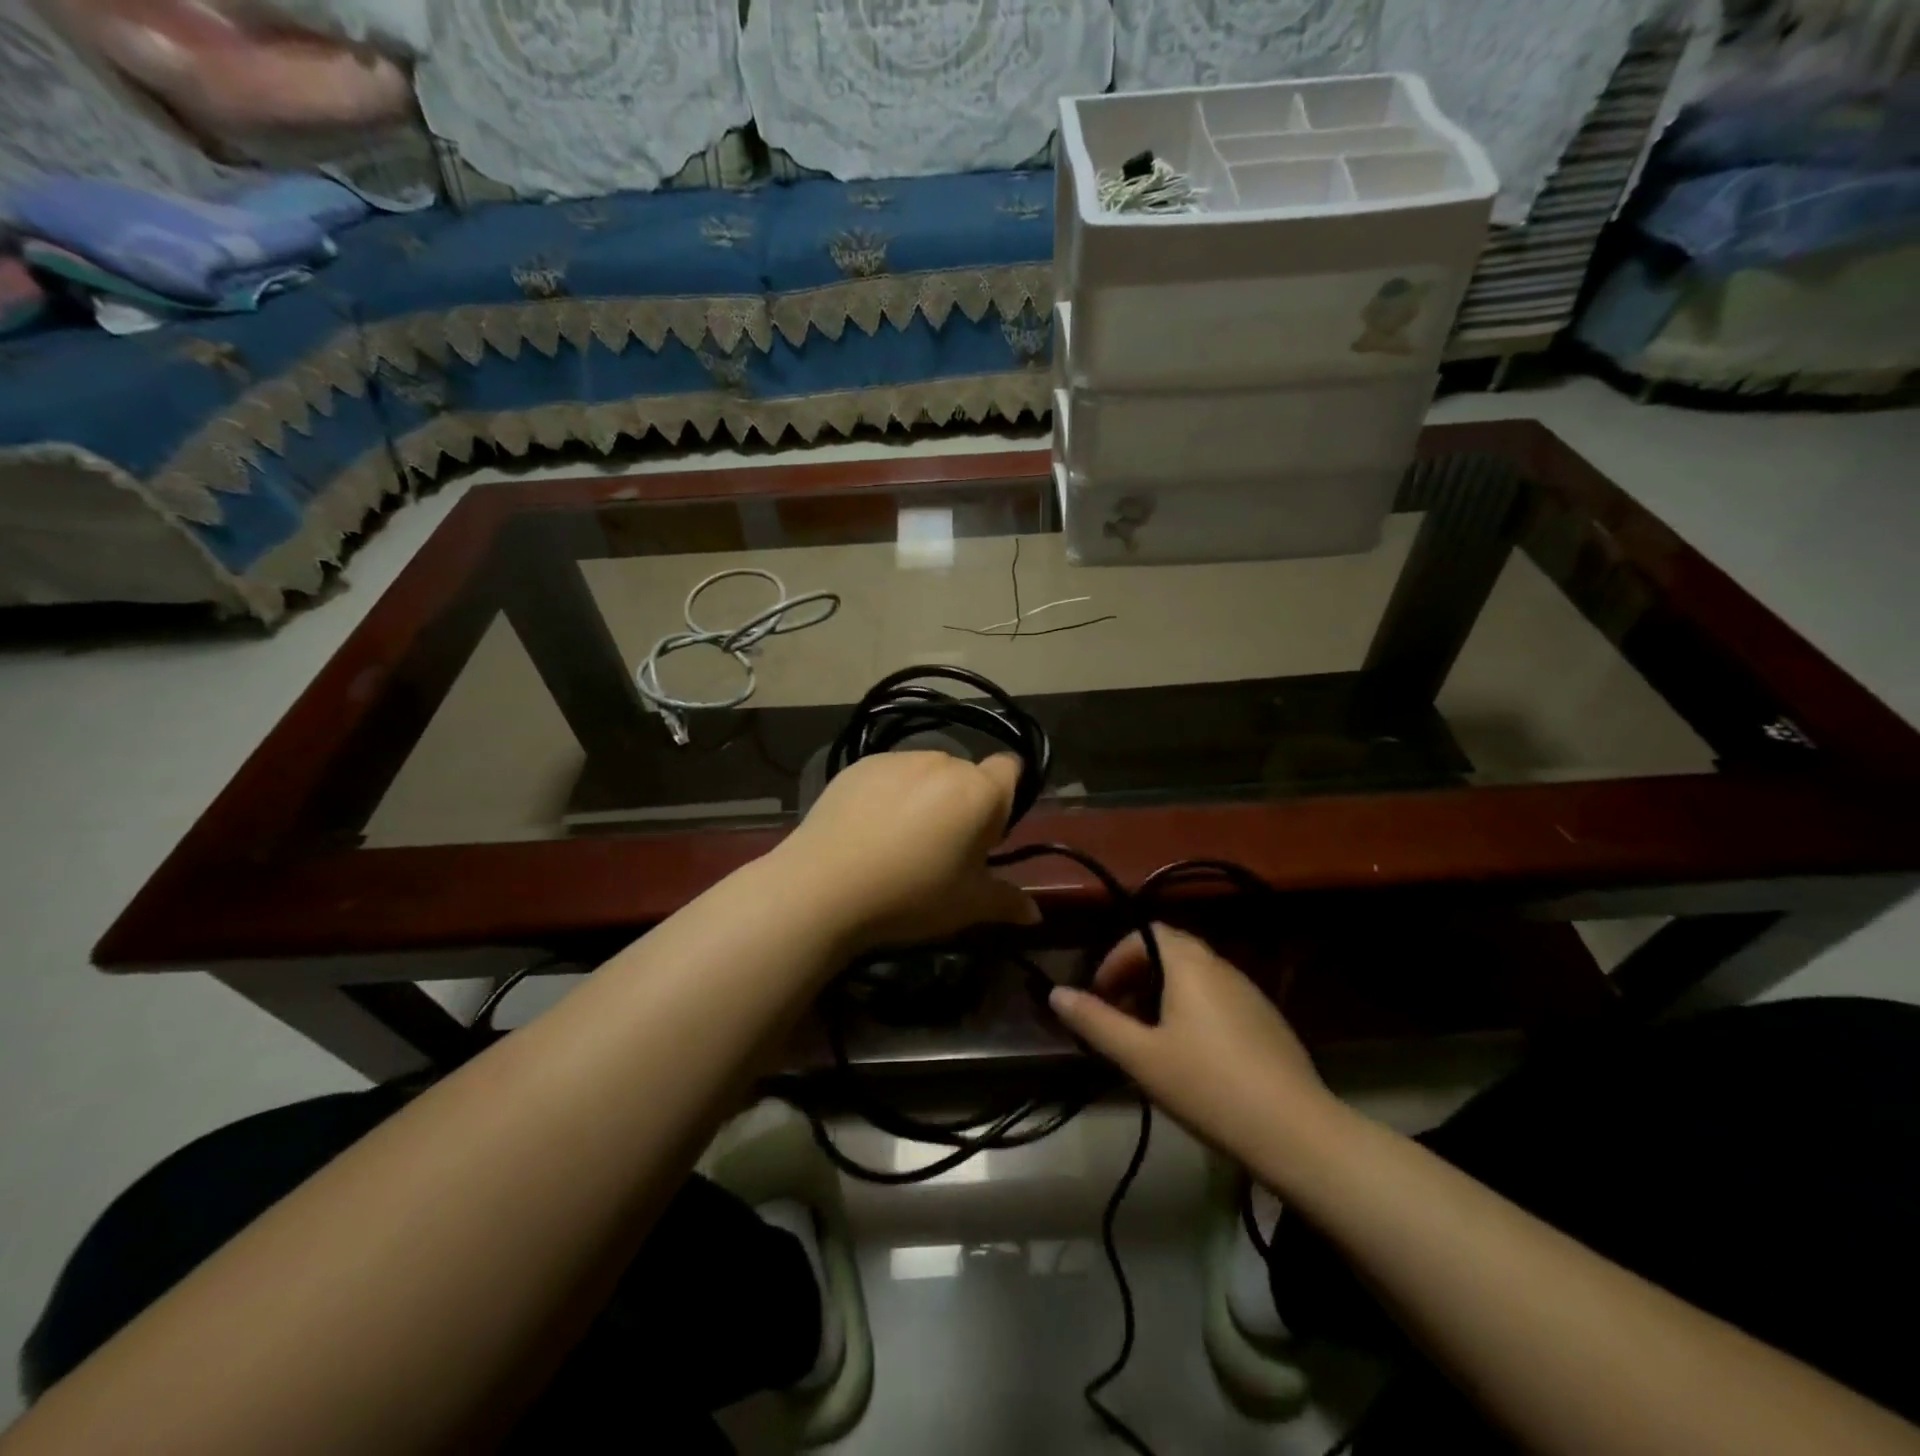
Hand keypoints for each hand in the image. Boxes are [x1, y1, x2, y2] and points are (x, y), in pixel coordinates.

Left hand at [771, 751, 1040, 952]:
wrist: (825, 886)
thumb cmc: (911, 895)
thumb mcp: (967, 906)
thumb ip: (1006, 902)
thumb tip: (1035, 914)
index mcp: (978, 791)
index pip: (1010, 770)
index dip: (1004, 799)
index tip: (985, 835)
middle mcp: (942, 762)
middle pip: (966, 775)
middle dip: (961, 803)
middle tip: (941, 848)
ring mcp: (897, 760)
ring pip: (925, 774)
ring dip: (924, 797)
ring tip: (898, 841)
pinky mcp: (859, 765)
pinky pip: (888, 775)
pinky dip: (887, 794)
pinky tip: (867, 831)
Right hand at [1050, 924, 1340, 1166]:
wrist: (1296, 1132)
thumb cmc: (1207, 1085)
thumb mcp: (1140, 1057)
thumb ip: (1096, 1022)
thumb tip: (1056, 993)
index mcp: (1190, 964)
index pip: (1145, 932)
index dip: (1116, 958)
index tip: (1101, 995)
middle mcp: (1222, 967)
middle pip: (1170, 951)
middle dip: (1137, 976)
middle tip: (1119, 1017)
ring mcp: (1250, 994)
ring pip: (1196, 977)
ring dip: (1164, 995)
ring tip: (1149, 1041)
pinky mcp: (1268, 1022)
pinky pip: (1219, 1000)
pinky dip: (1193, 1011)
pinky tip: (1192, 1059)